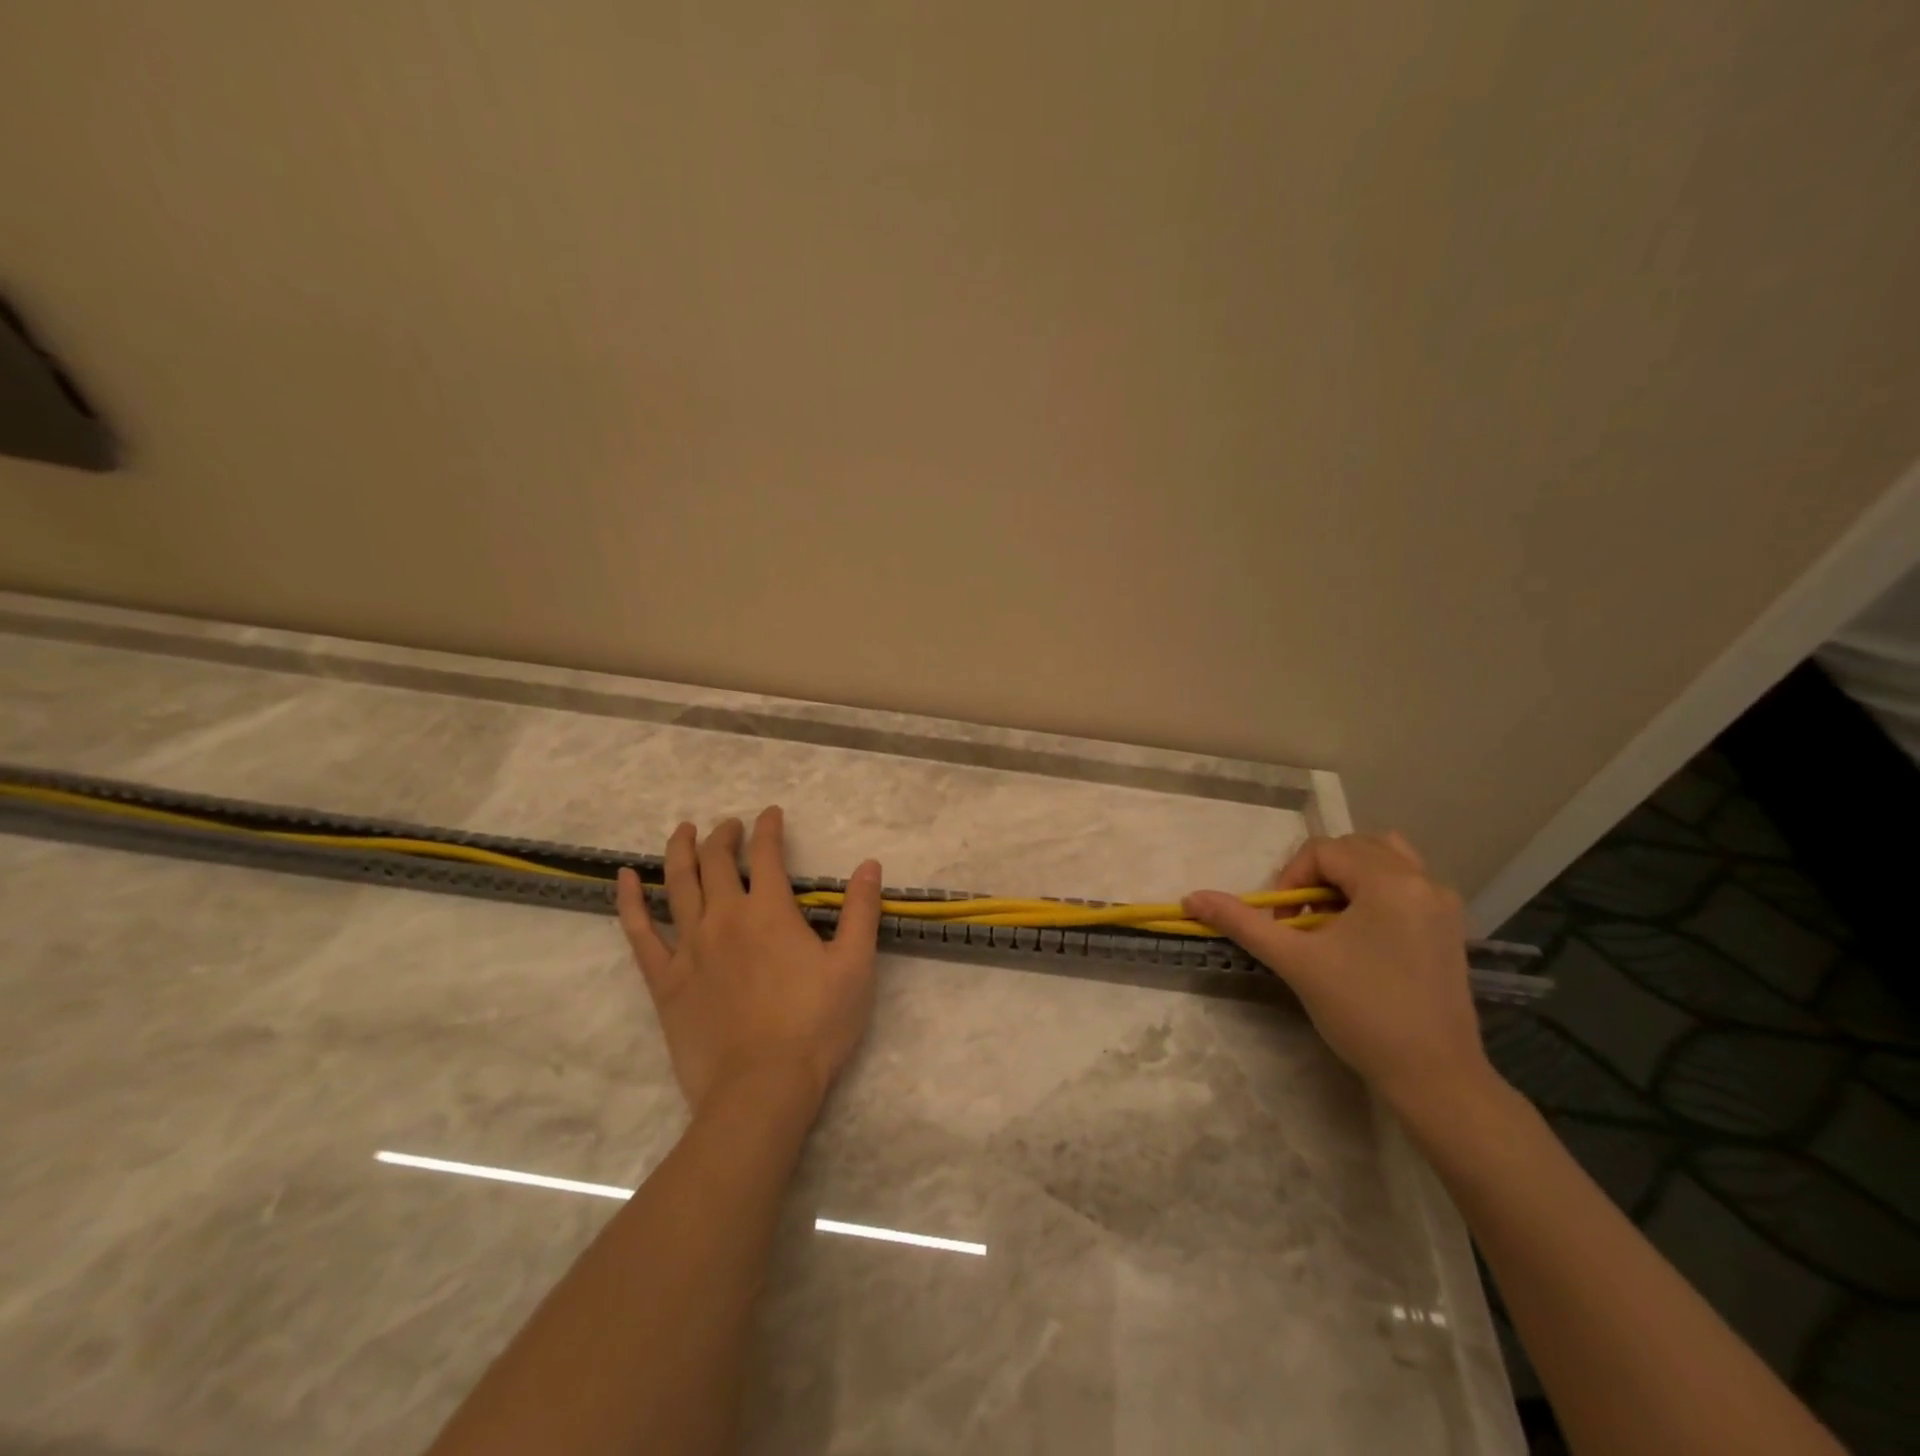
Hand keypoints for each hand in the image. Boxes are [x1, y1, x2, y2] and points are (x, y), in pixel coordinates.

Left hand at [615, 808, 883, 1116]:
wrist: (761, 1089)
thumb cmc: (815, 1026)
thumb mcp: (854, 966)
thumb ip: (860, 911)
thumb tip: (869, 865)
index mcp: (769, 911)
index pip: (766, 854)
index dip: (769, 828)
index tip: (771, 814)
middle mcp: (724, 917)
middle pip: (716, 861)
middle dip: (724, 836)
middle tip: (730, 826)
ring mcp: (689, 947)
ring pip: (678, 884)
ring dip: (680, 851)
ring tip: (683, 831)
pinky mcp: (665, 980)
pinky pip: (640, 932)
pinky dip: (630, 901)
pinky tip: (625, 879)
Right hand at [1184, 833, 1496, 1116]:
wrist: (1434, 1077)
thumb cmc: (1362, 1013)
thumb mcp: (1295, 962)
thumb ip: (1242, 922)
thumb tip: (1191, 898)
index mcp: (1390, 882)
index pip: (1323, 851)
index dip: (1292, 879)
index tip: (1285, 924)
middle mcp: (1423, 881)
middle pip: (1354, 848)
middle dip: (1318, 876)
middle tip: (1303, 922)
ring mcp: (1442, 904)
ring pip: (1385, 860)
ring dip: (1349, 877)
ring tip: (1332, 918)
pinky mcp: (1449, 927)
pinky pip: (1406, 884)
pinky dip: (1375, 892)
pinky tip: (1362, 934)